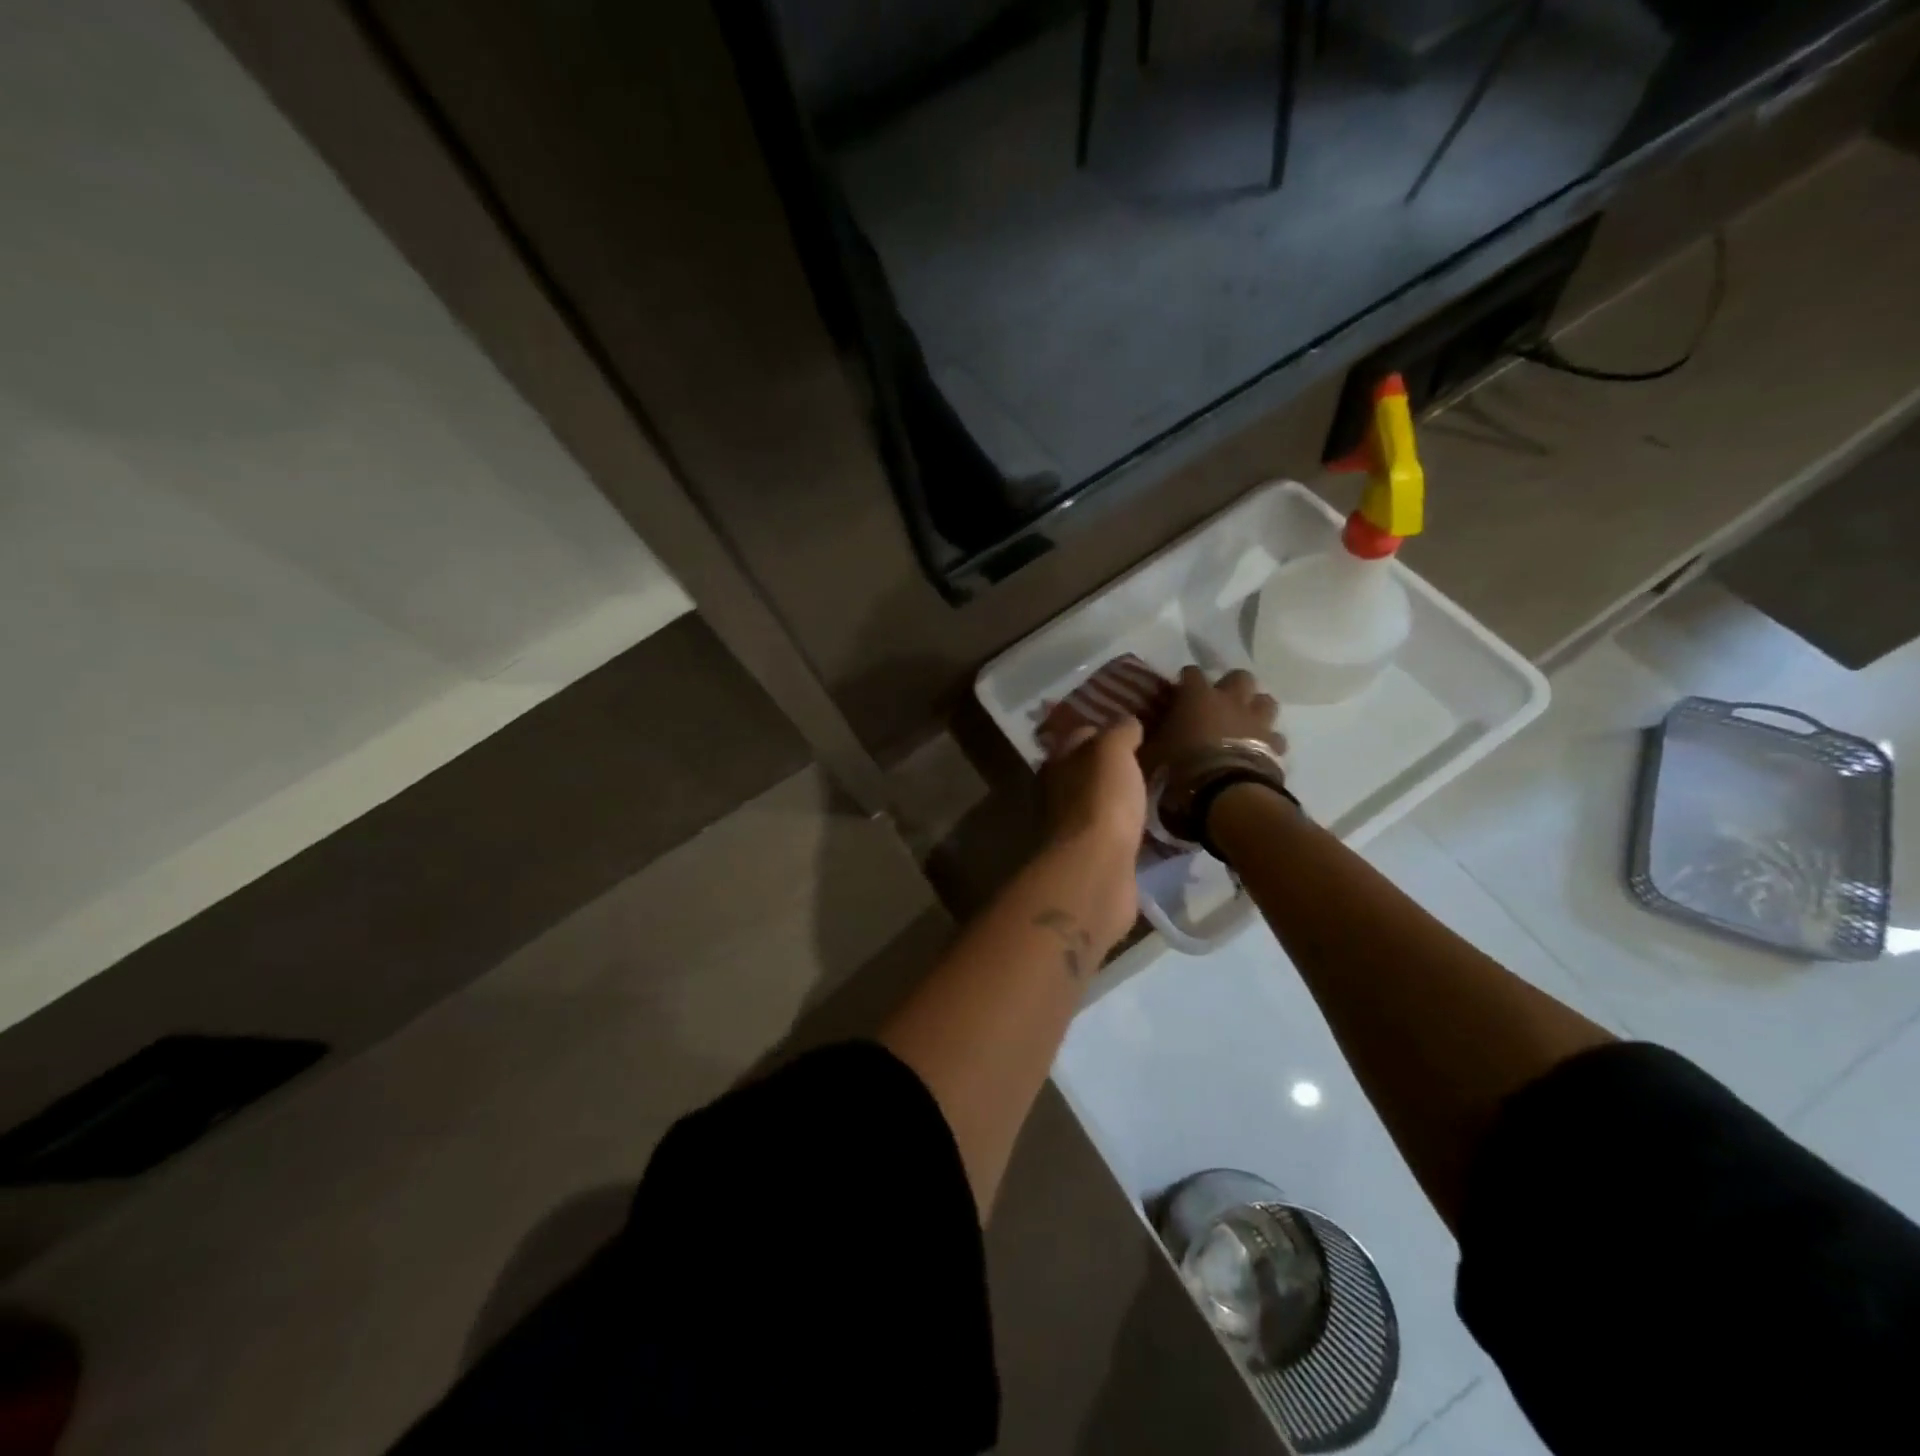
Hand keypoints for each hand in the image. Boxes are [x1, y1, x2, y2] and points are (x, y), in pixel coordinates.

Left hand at [1039, 718, 1146, 947]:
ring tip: (1153, 790)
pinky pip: (1110, 831)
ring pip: (1097, 801)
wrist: (1095, 867)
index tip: (1138, 730)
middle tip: (1150, 760)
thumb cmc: (1100, 800)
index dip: (1107, 729)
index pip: (1081, 735)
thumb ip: (1120, 731)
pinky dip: (1125, 826)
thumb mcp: (1112, 751)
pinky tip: (1146, 824)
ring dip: (1119, 797)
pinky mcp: (1089, 855)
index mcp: (1057, 761)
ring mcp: (1071, 826)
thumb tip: (1128, 722)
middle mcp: (1056, 791)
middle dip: (1112, 765)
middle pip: (1086, 770)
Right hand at [1142, 667, 1283, 778]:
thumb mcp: (1152, 753)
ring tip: (1244, 724)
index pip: (1191, 673)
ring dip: (1255, 709)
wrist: (1225, 793)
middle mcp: (1231, 700)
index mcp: (1197, 696)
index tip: (1179, 692)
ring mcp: (1257, 721)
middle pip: (1239, 677)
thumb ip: (1150, 738)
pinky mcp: (1275, 745)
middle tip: (1219, 703)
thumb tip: (1138, 733)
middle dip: (1231, 686)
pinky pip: (1275, 737)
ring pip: (1265, 701)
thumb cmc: (1182, 768)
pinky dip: (1267, 741)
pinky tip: (1258, 751)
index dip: (1186, 681)